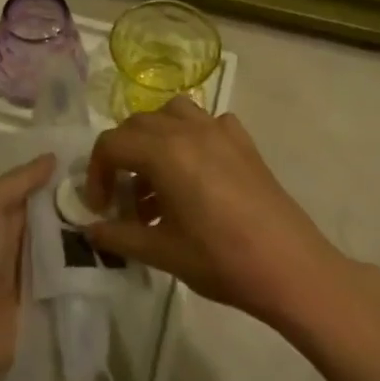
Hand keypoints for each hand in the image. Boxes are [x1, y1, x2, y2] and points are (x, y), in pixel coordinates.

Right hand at [83, 99, 366, 331]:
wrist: (289, 266)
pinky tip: (197, 174)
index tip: (100, 209)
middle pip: (139, 125)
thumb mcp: (162, 252)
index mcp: (165, 152)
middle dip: (122, 157)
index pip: (112, 144)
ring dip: (154, 140)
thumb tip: (90, 230)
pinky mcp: (244, 142)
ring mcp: (221, 131)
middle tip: (124, 200)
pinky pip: (208, 123)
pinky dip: (191, 137)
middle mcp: (190, 130)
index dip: (96, 174)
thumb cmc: (220, 260)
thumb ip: (119, 236)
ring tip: (158, 183)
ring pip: (173, 114)